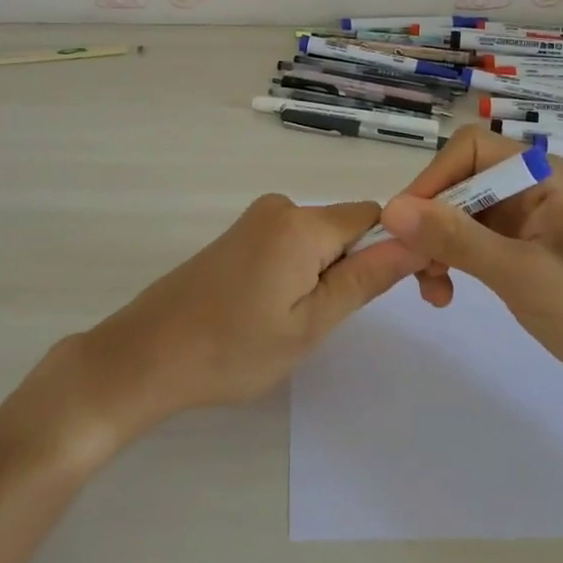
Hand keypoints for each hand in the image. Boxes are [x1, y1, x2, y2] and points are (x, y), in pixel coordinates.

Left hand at [61, 196, 424, 450]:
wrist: (145, 355)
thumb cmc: (231, 350)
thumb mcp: (309, 324)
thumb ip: (365, 279)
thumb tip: (417, 241)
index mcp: (301, 224)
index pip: (376, 216)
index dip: (402, 247)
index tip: (417, 292)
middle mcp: (281, 207)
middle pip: (347, 226)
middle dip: (364, 265)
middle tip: (346, 322)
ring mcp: (256, 219)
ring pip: (320, 238)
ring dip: (331, 273)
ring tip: (304, 324)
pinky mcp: (240, 235)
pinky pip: (293, 243)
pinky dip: (304, 270)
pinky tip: (280, 310)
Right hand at [379, 126, 562, 417]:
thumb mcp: (522, 275)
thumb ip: (456, 239)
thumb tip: (392, 209)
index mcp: (542, 176)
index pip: (469, 151)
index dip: (432, 180)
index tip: (405, 225)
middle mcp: (533, 188)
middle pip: (460, 183)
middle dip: (430, 222)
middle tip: (412, 270)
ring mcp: (529, 222)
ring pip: (461, 216)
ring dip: (438, 247)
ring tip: (431, 291)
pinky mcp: (526, 253)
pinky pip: (474, 243)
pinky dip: (453, 263)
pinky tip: (445, 295)